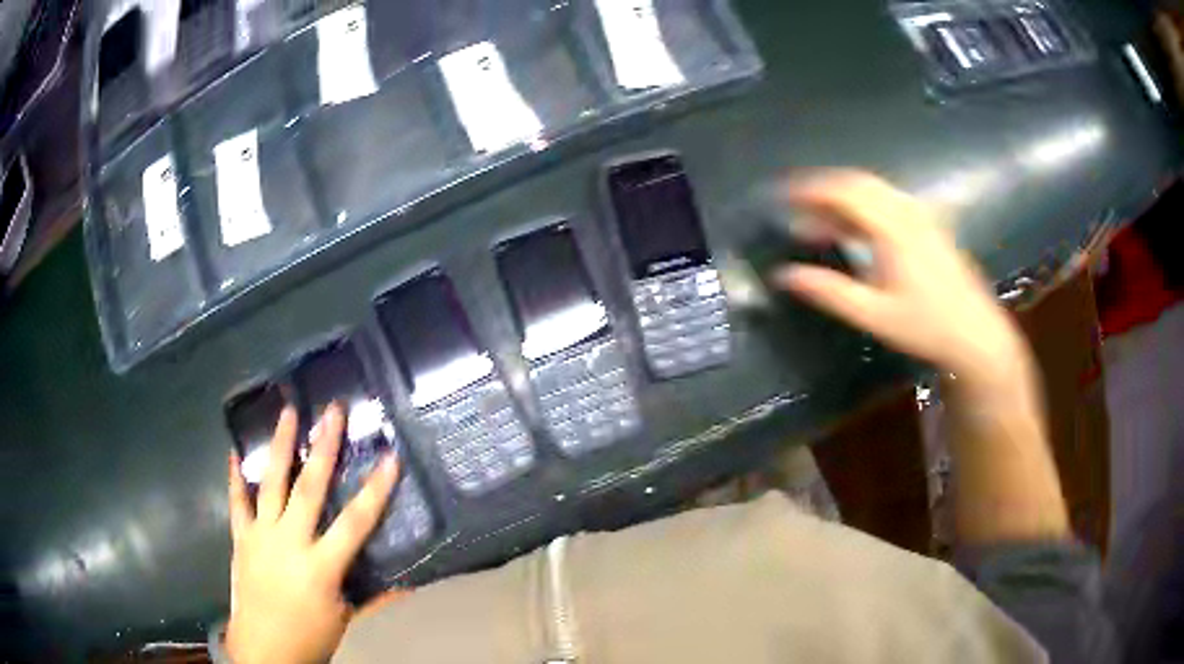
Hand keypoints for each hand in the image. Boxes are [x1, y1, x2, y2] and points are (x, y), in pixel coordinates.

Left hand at [225, 403, 399, 663]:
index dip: (375, 491)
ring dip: (279, 447)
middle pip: (309, 489)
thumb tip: (410, 584)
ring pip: (271, 484)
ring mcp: (261, 536)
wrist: (263, 650)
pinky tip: (235, 452)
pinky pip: (237, 503)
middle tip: (332, 412)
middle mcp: (289, 542)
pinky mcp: (241, 539)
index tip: (389, 458)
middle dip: (323, 448)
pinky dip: (235, 478)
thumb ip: (374, 597)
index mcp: (321, 567)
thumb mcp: (346, 619)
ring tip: (287, 412)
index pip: (355, 523)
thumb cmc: (309, 637)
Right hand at [773, 170, 1032, 392]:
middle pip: (857, 183)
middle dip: (822, 189)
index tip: (781, 196)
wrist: (975, 333)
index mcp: (892, 227)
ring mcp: (919, 215)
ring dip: (841, 197)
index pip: (843, 192)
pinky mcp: (927, 224)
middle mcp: (905, 210)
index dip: (808, 189)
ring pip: (873, 189)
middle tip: (794, 205)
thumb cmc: (925, 326)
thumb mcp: (874, 314)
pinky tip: (852, 228)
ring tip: (817, 218)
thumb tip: (784, 275)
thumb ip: (829, 291)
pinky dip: (861, 206)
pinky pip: (886, 200)